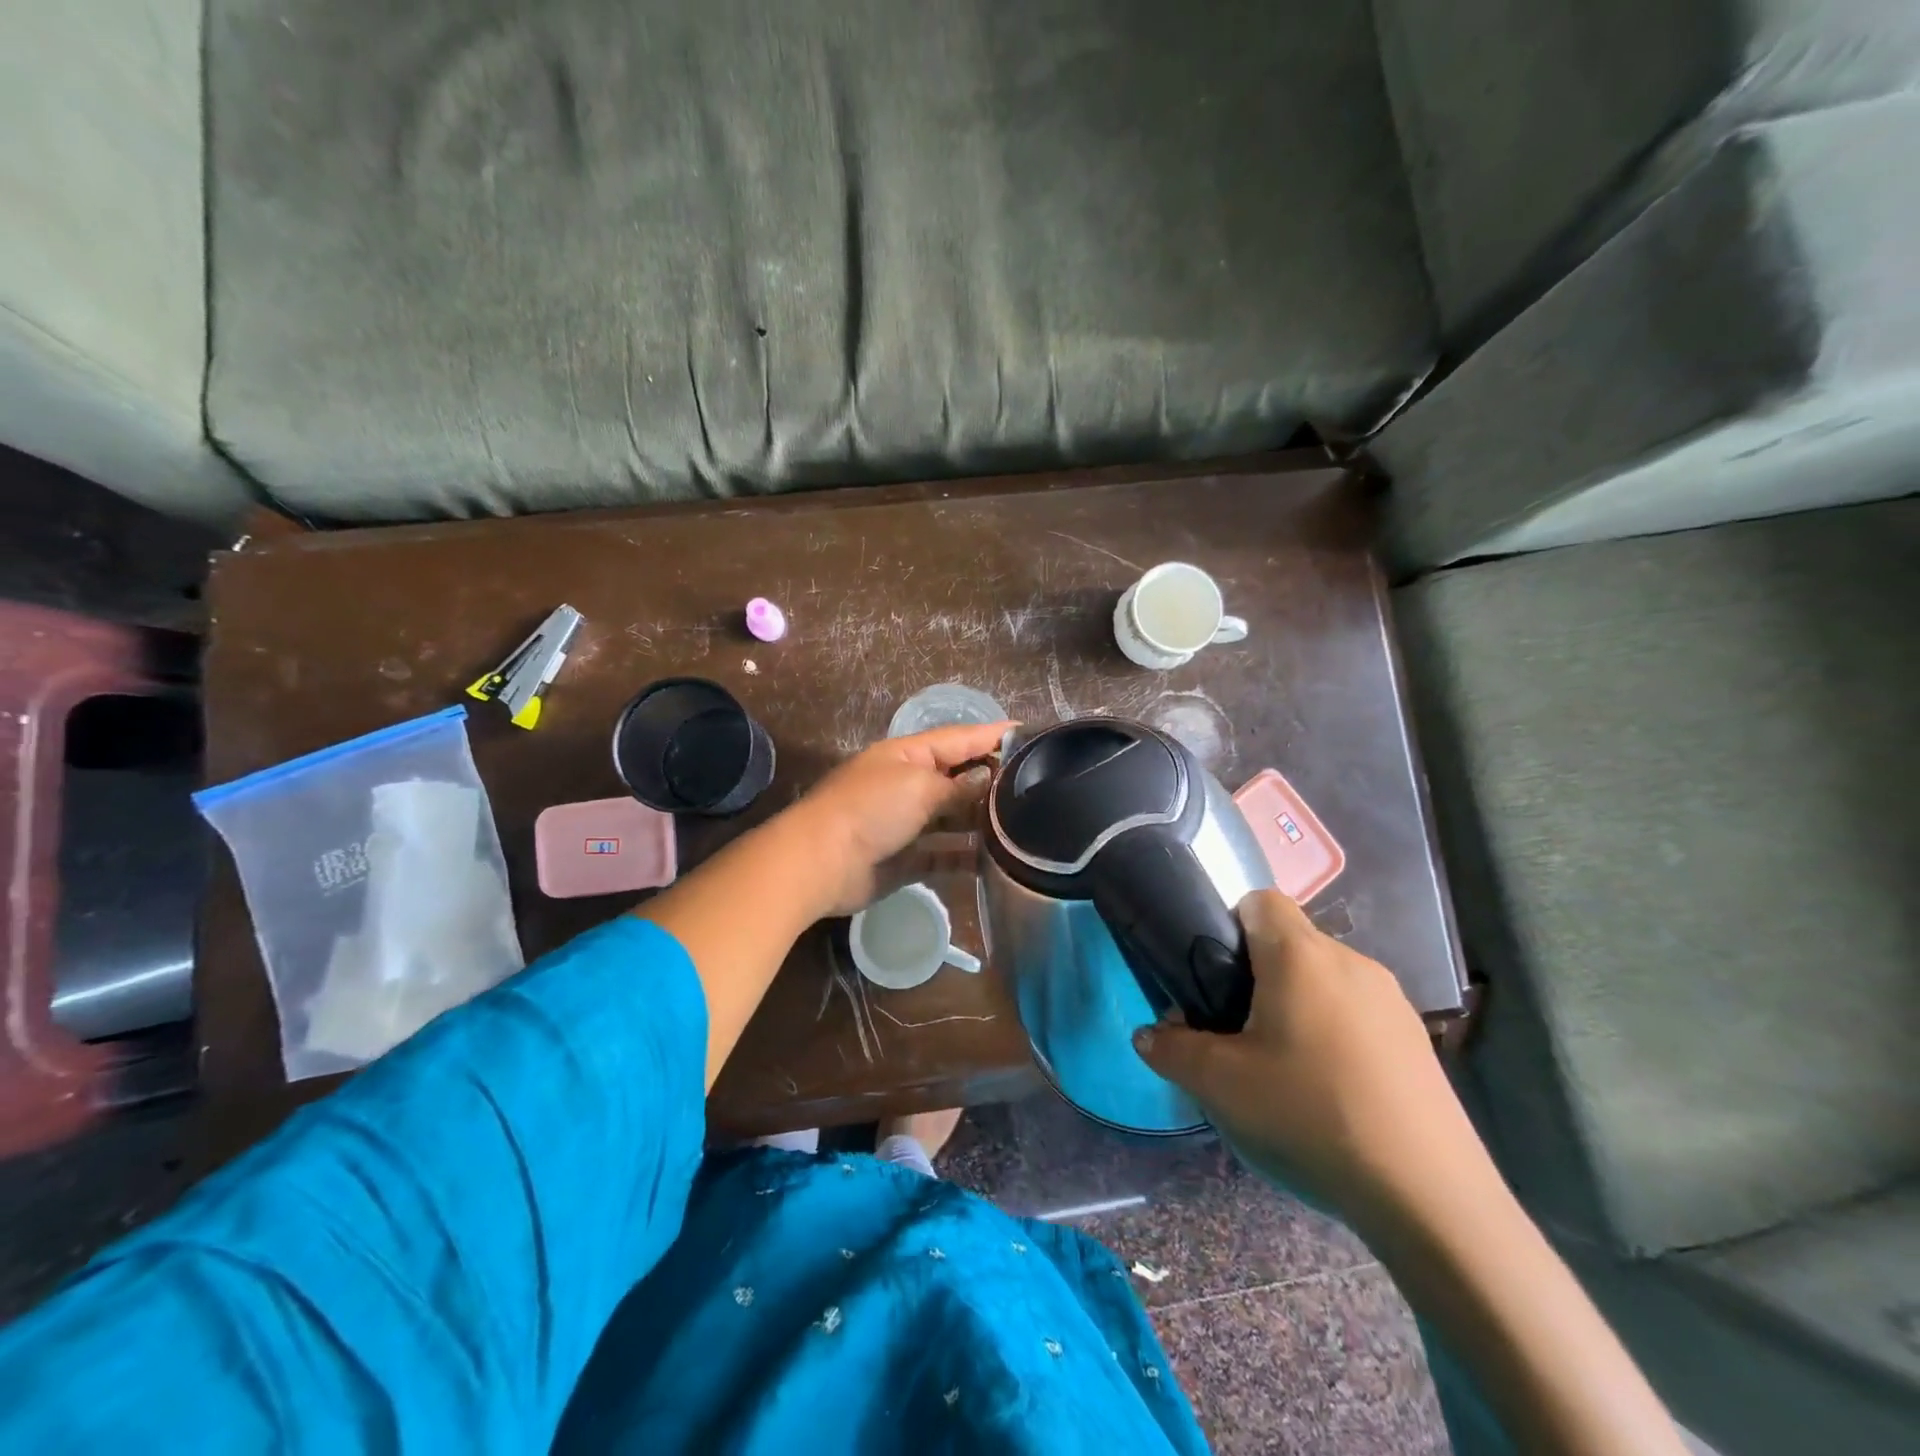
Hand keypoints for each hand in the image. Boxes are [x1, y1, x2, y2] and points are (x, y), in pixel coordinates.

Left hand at [780, 721, 1010, 916]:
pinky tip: (996, 861)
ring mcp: (908, 822)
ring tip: (1025, 823)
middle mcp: (910, 783)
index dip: (993, 735)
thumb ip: (957, 786)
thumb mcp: (919, 786)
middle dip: (992, 780)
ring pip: (954, 817)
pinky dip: (966, 856)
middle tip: (1037, 786)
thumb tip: (987, 780)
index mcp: (909, 754)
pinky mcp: (908, 858)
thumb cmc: (871, 809)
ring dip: (983, 820)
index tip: (1029, 734)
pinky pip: (945, 855)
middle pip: (959, 777)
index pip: (960, 738)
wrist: (821, 862)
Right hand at [1133, 890, 1485, 1230]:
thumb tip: (1149, 1035)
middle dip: (1256, 974)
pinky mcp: (1417, 1041)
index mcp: (1300, 956)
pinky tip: (1329, 1091)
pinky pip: (1357, 1014)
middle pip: (1290, 942)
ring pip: (1325, 980)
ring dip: (1296, 1005)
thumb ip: (1172, 1050)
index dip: (1228, 923)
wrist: (1431, 1199)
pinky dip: (1334, 1034)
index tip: (1214, 974)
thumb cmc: (1310, 1115)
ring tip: (1281, 1066)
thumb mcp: (1220, 1085)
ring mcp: (1392, 1002)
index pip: (1259, 900)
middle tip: (1235, 1029)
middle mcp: (1351, 962)